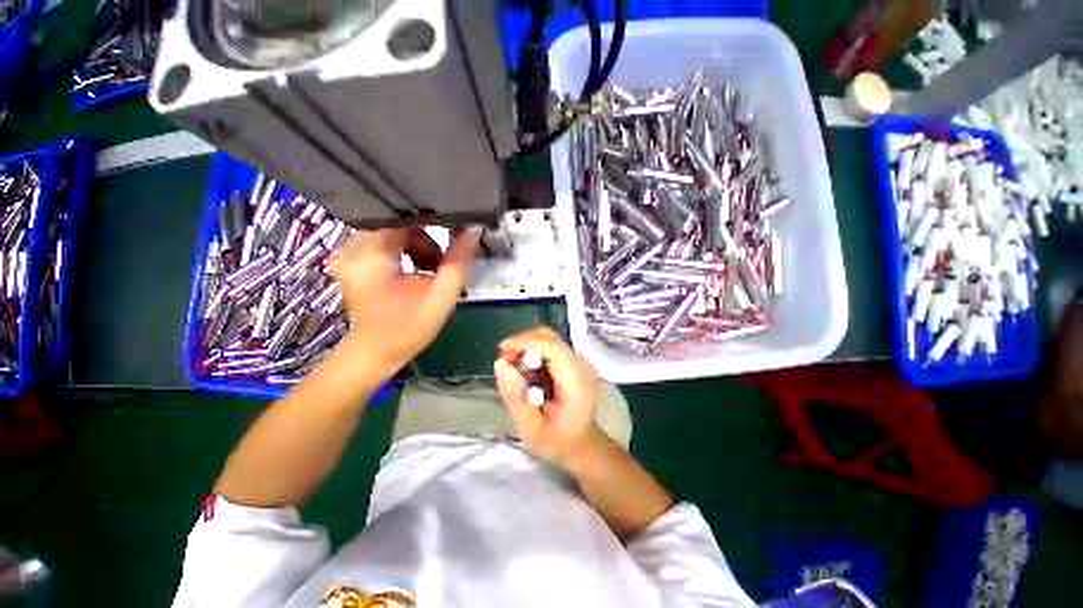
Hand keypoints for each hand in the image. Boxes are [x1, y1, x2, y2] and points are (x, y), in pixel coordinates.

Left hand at [328, 227, 480, 375]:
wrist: (376, 352)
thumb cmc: (409, 327)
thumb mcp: (442, 295)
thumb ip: (458, 260)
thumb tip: (473, 230)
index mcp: (372, 255)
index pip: (405, 217)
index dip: (434, 222)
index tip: (454, 233)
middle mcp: (353, 246)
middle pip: (399, 224)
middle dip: (426, 240)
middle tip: (440, 264)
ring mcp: (349, 252)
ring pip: (393, 231)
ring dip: (416, 246)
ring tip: (429, 270)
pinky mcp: (352, 259)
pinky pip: (384, 241)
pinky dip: (404, 251)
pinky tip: (414, 270)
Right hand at [493, 326, 602, 467]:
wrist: (581, 444)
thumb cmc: (557, 441)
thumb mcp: (530, 428)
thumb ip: (515, 396)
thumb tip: (500, 363)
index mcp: (576, 381)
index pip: (551, 347)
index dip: (525, 342)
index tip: (502, 350)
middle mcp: (581, 365)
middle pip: (549, 337)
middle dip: (523, 343)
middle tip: (505, 362)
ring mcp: (580, 360)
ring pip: (548, 338)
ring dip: (526, 346)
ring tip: (514, 369)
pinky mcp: (574, 360)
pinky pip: (550, 345)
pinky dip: (533, 351)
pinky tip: (526, 371)